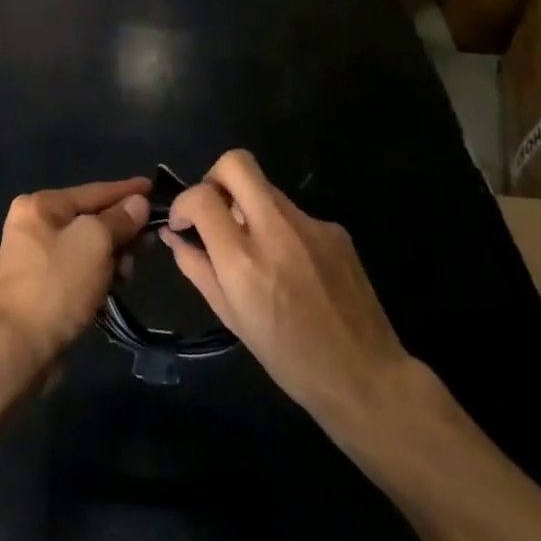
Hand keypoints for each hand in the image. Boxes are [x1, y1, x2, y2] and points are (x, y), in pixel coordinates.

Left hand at [0, 178, 149, 368]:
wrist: (17, 348)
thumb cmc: (57, 285)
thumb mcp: (95, 242)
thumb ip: (119, 219)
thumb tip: (137, 202)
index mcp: (40, 205)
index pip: (94, 191)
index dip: (127, 191)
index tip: (154, 187)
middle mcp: (34, 225)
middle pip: (90, 219)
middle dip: (121, 231)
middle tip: (149, 242)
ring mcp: (35, 258)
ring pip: (87, 247)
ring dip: (112, 257)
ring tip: (128, 273)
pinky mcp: (42, 287)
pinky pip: (79, 270)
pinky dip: (98, 276)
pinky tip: (114, 287)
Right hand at [163, 150, 429, 439]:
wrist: (366, 376)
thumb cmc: (289, 358)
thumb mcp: (231, 318)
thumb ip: (197, 268)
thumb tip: (174, 235)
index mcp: (243, 261)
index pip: (202, 197)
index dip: (183, 202)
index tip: (184, 223)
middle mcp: (276, 230)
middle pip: (236, 163)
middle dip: (215, 177)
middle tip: (214, 209)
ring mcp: (311, 225)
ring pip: (266, 187)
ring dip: (248, 205)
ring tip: (254, 247)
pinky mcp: (335, 229)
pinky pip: (294, 213)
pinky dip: (281, 228)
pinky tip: (292, 266)